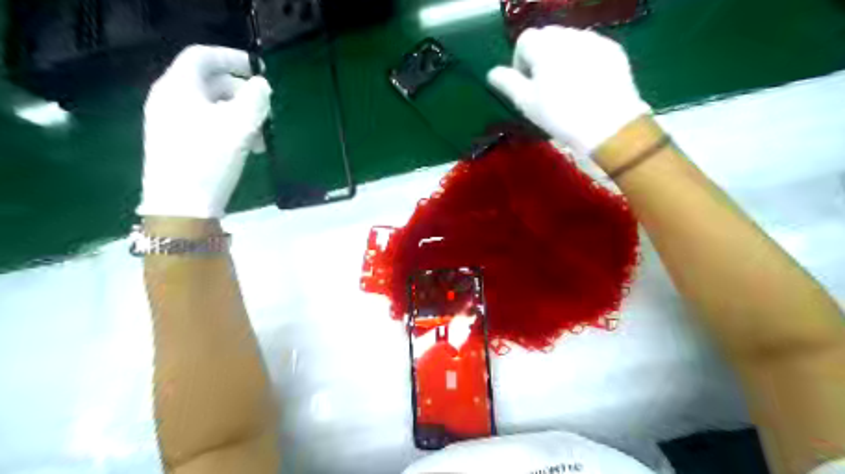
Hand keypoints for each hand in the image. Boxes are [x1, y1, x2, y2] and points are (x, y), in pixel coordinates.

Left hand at [138, 44, 270, 217]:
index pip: (202, 56)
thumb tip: (261, 85)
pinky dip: (228, 128)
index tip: (258, 70)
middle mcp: (169, 99)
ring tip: (259, 138)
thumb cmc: (208, 161)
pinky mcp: (175, 142)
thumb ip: (255, 100)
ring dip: (239, 115)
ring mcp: (169, 122)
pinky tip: (244, 148)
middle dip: (241, 93)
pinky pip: (205, 123)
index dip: (231, 58)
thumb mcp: (239, 127)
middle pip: (209, 82)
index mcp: (178, 87)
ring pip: (210, 106)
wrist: (180, 207)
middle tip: (265, 112)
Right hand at [482, 26, 651, 154]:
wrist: (608, 125)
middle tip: (545, 84)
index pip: (525, 40)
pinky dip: (583, 57)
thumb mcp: (527, 103)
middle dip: (541, 55)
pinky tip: (586, 82)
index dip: (521, 60)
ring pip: (569, 39)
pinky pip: (590, 46)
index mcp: (544, 47)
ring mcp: (593, 40)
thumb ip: (508, 83)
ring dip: (562, 54)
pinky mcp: (612, 49)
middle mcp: (568, 36)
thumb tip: (492, 73)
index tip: (526, 83)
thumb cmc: (560, 116)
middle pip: (547, 35)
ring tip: (567, 83)